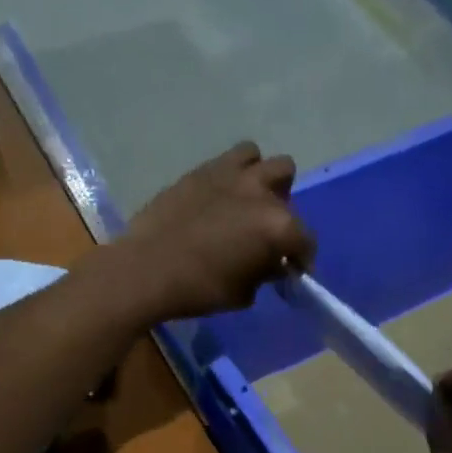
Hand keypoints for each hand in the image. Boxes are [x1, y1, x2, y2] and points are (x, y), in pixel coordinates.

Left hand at [113, 142, 315, 319]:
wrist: (146, 269)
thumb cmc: (200, 289)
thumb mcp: (244, 293)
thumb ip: (265, 273)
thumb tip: (272, 263)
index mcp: (278, 226)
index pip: (305, 240)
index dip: (302, 258)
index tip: (293, 270)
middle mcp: (260, 192)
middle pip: (286, 185)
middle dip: (282, 208)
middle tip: (266, 231)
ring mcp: (229, 175)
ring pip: (260, 159)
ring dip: (260, 178)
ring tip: (246, 202)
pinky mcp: (201, 171)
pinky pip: (228, 161)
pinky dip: (231, 176)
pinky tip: (219, 198)